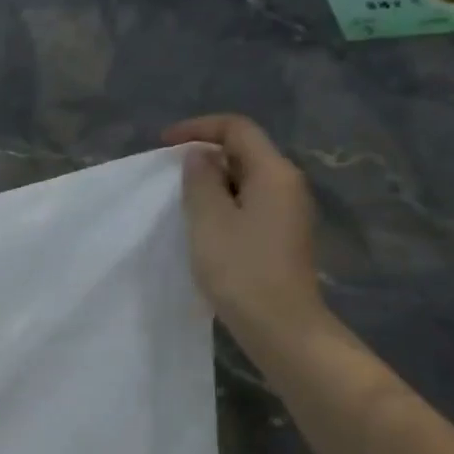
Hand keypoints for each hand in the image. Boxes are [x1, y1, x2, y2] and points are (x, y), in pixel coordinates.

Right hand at [161, 114, 328, 347]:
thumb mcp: (208, 220)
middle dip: (206, 155)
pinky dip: (225, 205)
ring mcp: (289, 212)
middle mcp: (289, 185)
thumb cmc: (241, 269)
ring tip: (182, 202)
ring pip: (247, 181)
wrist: (280, 325)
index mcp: (274, 172)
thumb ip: (200, 180)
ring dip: (213, 184)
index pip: (237, 129)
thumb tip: (200, 156)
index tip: (164, 144)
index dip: (199, 128)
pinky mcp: (284, 236)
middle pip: (245, 152)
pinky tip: (205, 228)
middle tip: (170, 175)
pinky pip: (250, 205)